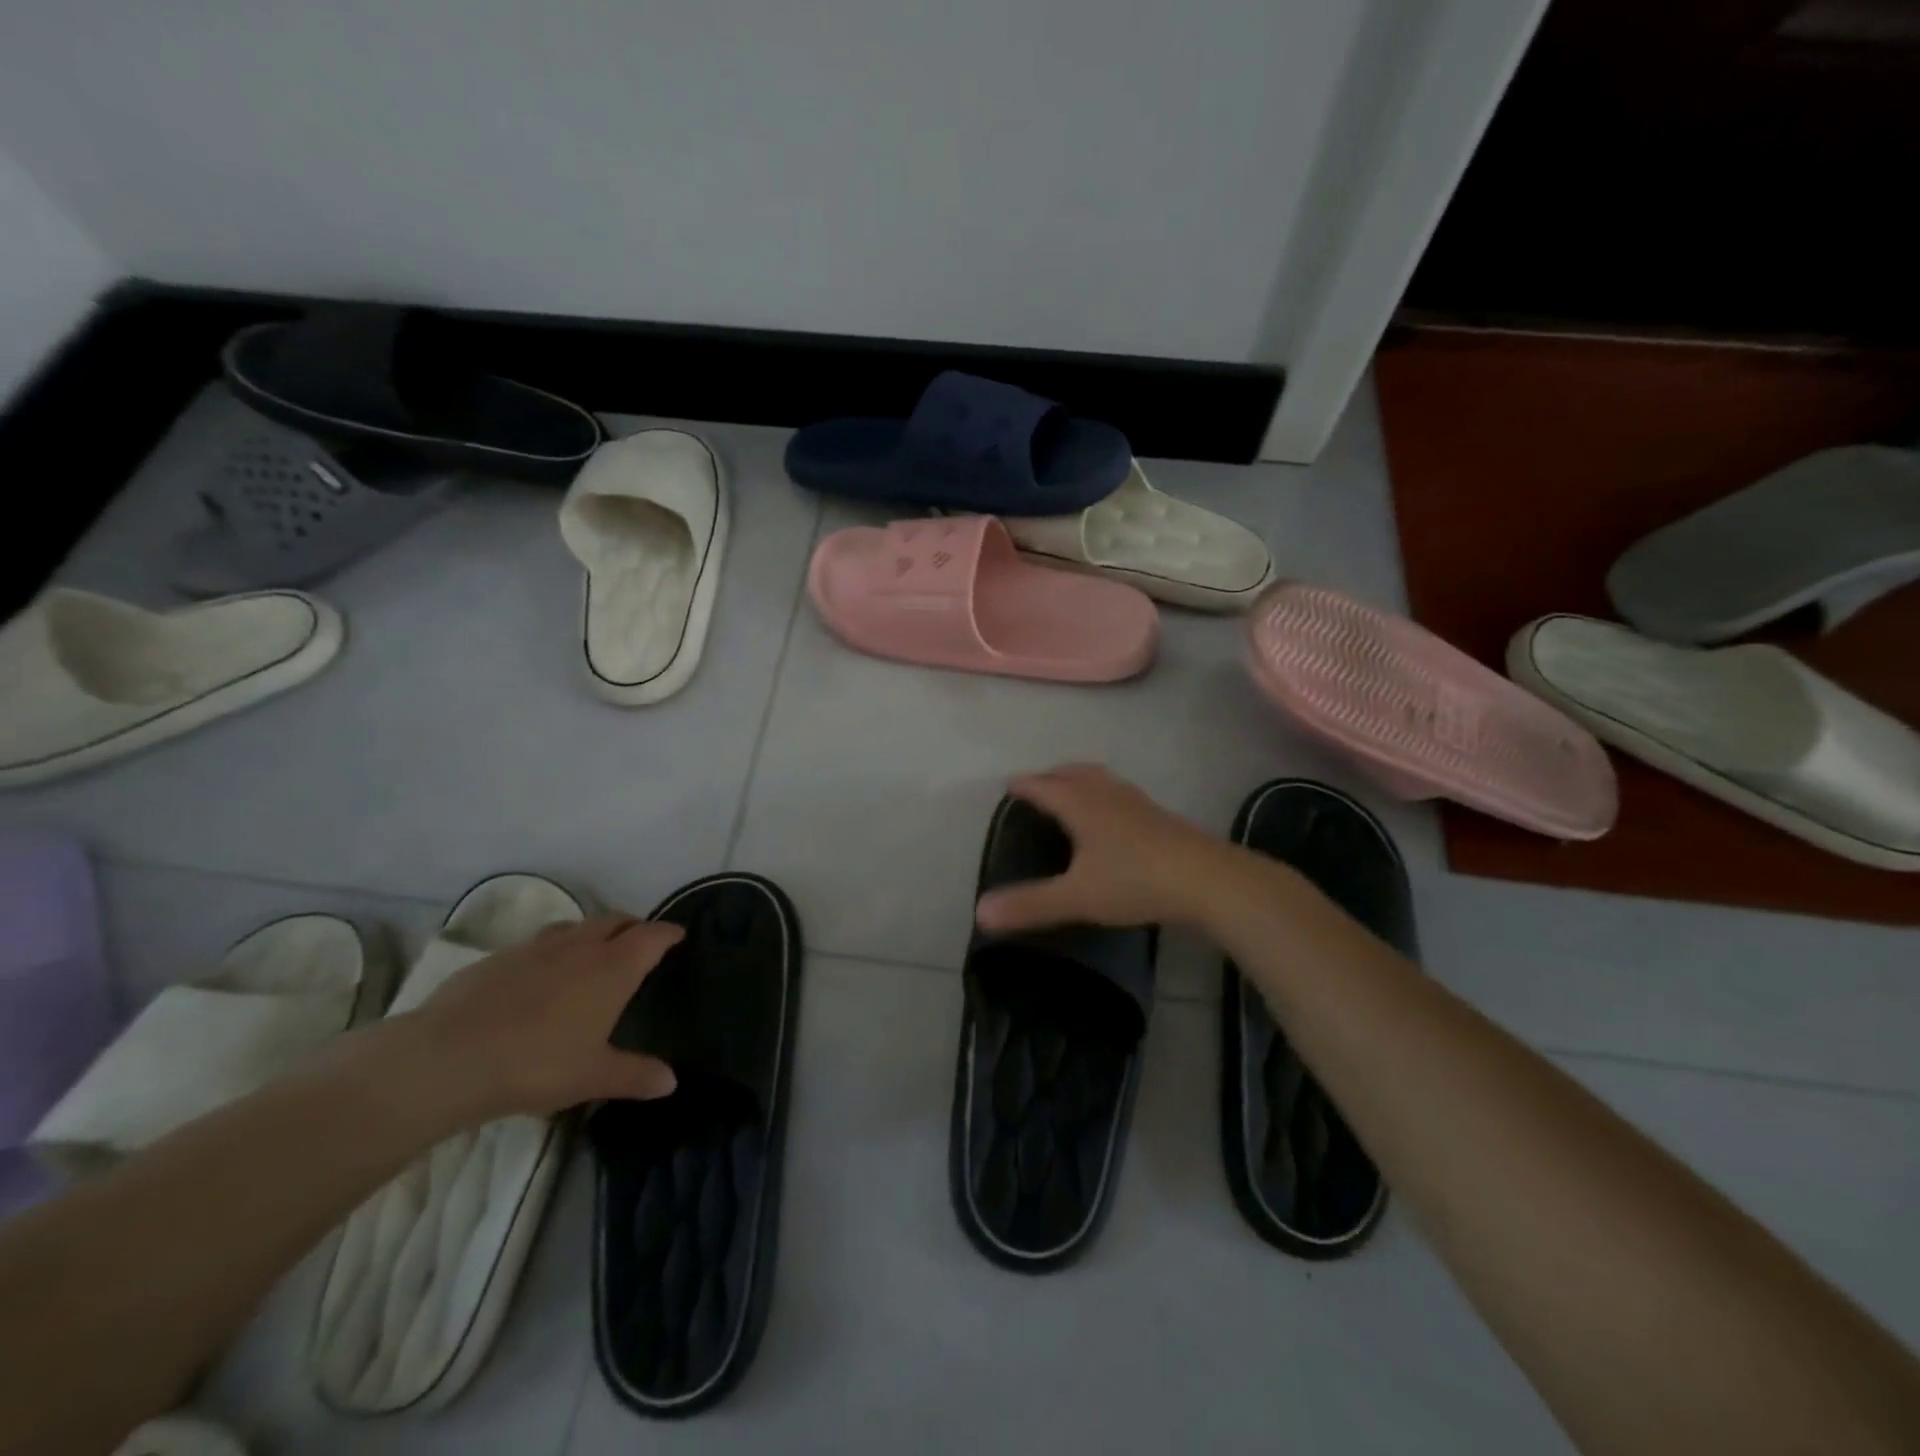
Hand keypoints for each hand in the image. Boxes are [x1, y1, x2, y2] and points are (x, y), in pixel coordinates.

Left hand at [410, 914, 682, 1118]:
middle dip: (633, 926)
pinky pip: (539, 943)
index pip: (652, 936)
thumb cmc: (537, 1064)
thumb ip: (635, 1075)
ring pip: (577, 926)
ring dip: (594, 932)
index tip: (679, 935)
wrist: (447, 1059)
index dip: (669, 933)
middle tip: (641, 943)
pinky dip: (554, 950)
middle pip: (616, 921)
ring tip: (594, 954)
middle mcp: (580, 946)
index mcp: (613, 967)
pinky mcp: (498, 957)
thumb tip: (671, 1082)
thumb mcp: (593, 1076)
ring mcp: (537, 947)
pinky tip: (541, 977)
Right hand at [974, 764, 1238, 933]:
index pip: (1045, 786)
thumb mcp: (1077, 897)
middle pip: (1075, 774)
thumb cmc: (1135, 881)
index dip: (1025, 785)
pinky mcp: (1162, 818)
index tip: (1009, 785)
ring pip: (1103, 781)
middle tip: (1038, 785)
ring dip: (1082, 781)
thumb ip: (1030, 904)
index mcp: (1083, 806)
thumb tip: (980, 913)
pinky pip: (1123, 796)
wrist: (1208, 881)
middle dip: (1053, 776)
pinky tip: (1115, 820)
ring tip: (1074, 794)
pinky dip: (1106, 796)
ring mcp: (1139, 804)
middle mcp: (1109, 795)